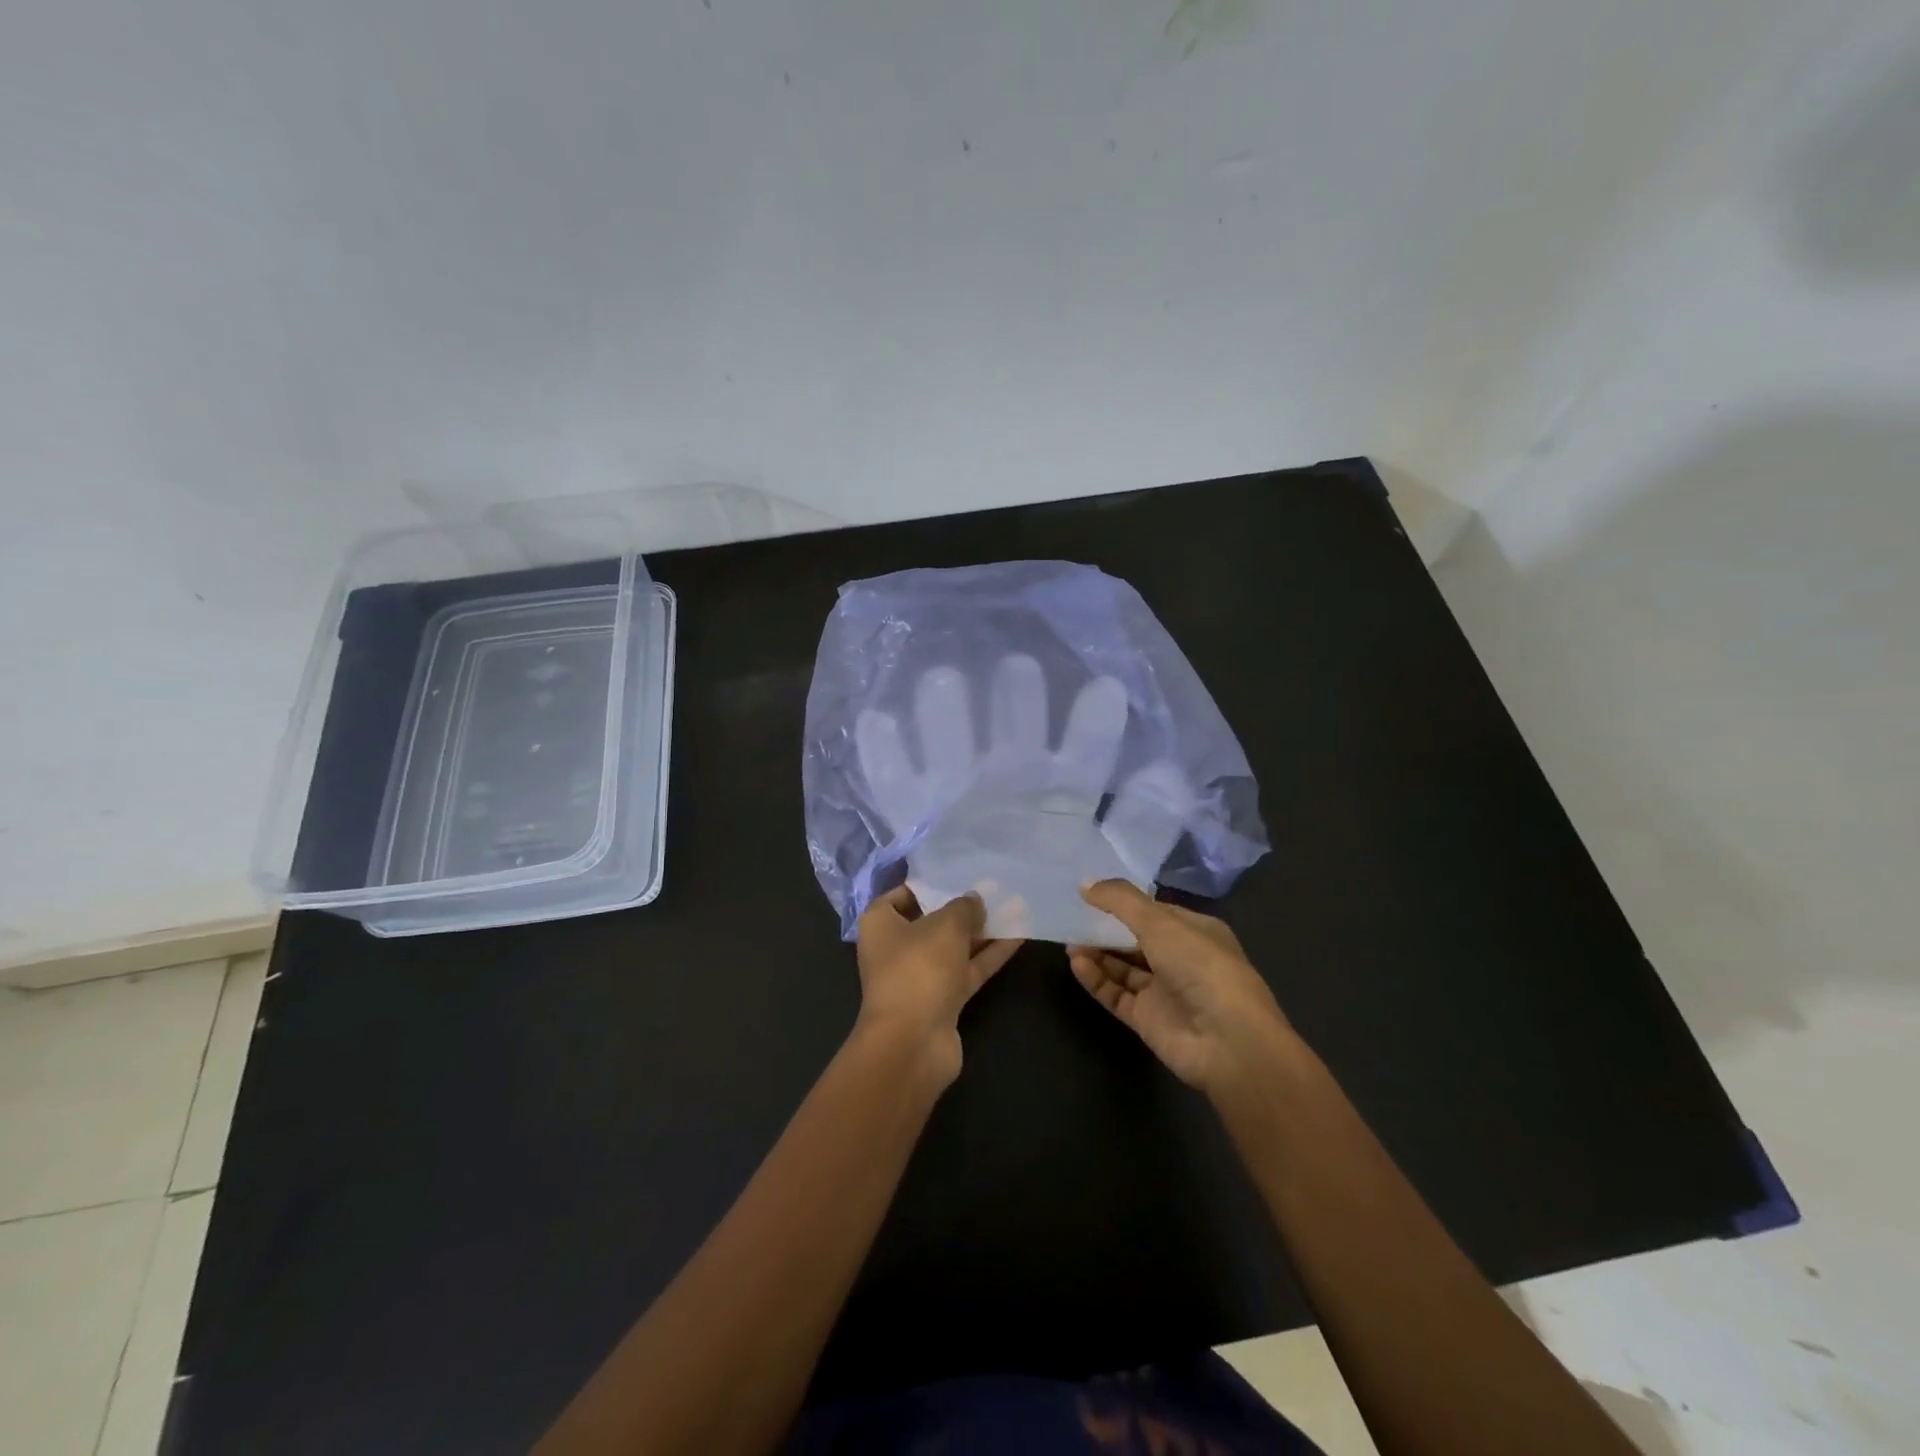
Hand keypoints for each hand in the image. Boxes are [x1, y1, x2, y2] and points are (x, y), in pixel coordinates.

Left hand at [855, 885, 1024, 1086]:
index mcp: (880, 924)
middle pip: (932, 921)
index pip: (901, 895)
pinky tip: (1018, 935)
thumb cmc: (918, 968)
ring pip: (954, 947)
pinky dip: (990, 954)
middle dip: (962, 908)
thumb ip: (964, 908)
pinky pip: (968, 969)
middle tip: (993, 887)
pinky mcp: (943, 999)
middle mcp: (896, 948)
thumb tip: (974, 900)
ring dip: (982, 931)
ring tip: (1014, 906)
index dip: (928, 883)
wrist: (913, 1042)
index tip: (956, 873)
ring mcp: (920, 976)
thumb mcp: (945, 926)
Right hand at [1067, 880, 1291, 1093]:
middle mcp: (1182, 960)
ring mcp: (1165, 992)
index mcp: (1196, 932)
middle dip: (1106, 929)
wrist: (1227, 1042)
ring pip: (1124, 968)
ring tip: (1069, 941)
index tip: (1090, 893)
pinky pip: (1117, 994)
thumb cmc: (1200, 967)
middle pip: (1136, 940)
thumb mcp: (1160, 922)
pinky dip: (1097, 979)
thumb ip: (1120, 900)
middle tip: (1072, 918)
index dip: (1124, 902)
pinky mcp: (1148, 1020)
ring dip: (1098, 954)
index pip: (1155, 911)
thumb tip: (1085, 884)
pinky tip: (1077, 964)